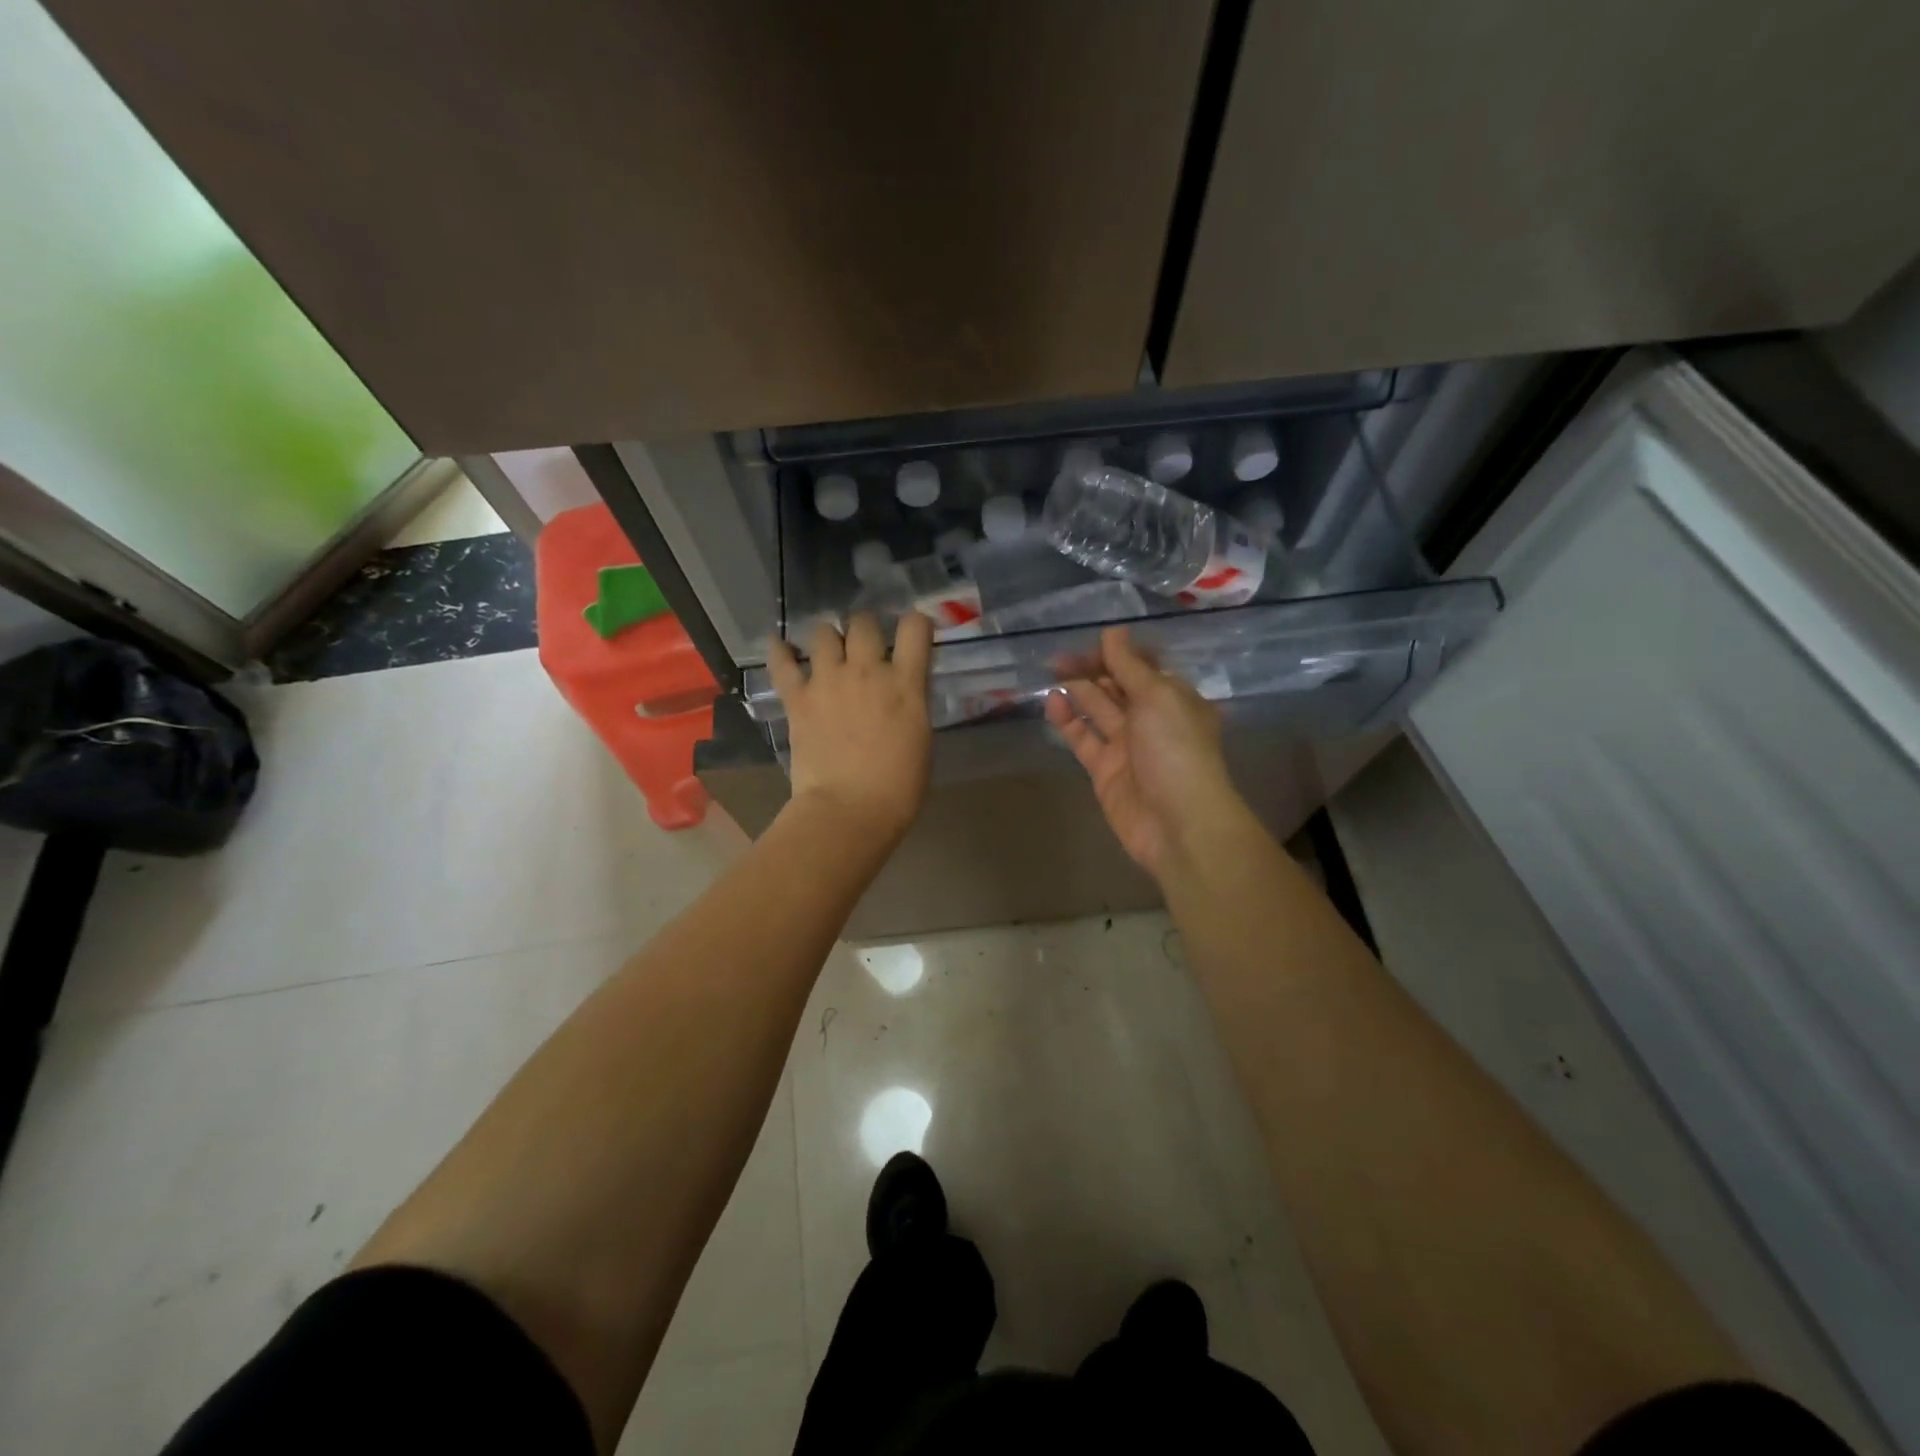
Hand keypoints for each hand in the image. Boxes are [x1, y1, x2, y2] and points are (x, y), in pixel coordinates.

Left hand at [766, 613, 932, 847]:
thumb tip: (902, 693)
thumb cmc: (898, 787)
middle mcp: (866, 671)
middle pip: (863, 622)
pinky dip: (779, 651)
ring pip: (823, 633)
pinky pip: (782, 663)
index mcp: (905, 683)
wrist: (850, 810)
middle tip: (865, 647)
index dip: (916, 624)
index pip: (915, 628)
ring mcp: (828, 681)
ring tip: (829, 653)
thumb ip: (912, 704)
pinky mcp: (798, 699)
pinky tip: (780, 647)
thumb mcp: (921, 738)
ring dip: (829, 639)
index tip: (913, 634)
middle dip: (866, 628)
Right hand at [1044, 626, 1243, 878]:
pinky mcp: (1104, 770)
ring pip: (1097, 710)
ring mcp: (1127, 746)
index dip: (1117, 652)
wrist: (1178, 823)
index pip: (1142, 666)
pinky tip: (1052, 702)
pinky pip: (1083, 738)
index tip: (1089, 639)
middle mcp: (1151, 719)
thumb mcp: (1159, 697)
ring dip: (1077, 690)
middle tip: (1059, 655)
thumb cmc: (1176, 750)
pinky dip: (1068, 721)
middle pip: (1117, 686)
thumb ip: (1131, 666)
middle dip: (1092, 668)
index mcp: (1174, 698)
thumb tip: (1113, 631)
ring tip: (1051, 671)